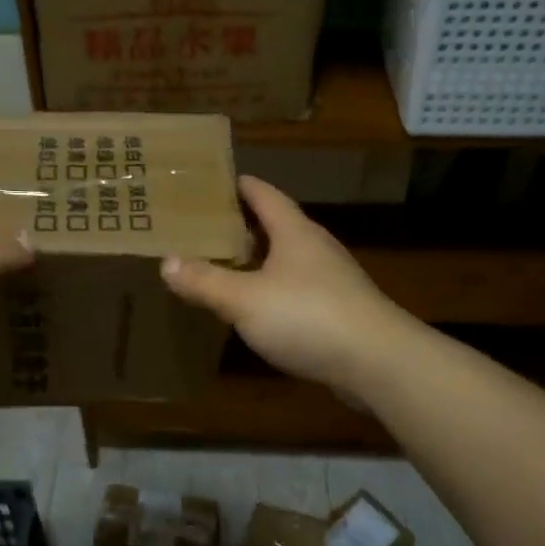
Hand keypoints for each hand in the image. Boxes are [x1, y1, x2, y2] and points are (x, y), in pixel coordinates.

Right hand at [160, 176, 411, 397]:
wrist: (377, 362)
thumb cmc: (308, 316)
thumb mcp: (244, 299)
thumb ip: (205, 281)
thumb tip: (167, 262)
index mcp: (294, 231)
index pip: (263, 193)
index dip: (237, 185)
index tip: (208, 183)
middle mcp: (315, 247)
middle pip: (274, 225)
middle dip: (241, 225)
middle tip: (202, 228)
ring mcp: (331, 279)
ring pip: (285, 260)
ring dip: (256, 260)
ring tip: (221, 266)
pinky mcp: (338, 310)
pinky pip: (296, 289)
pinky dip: (271, 290)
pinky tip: (254, 308)